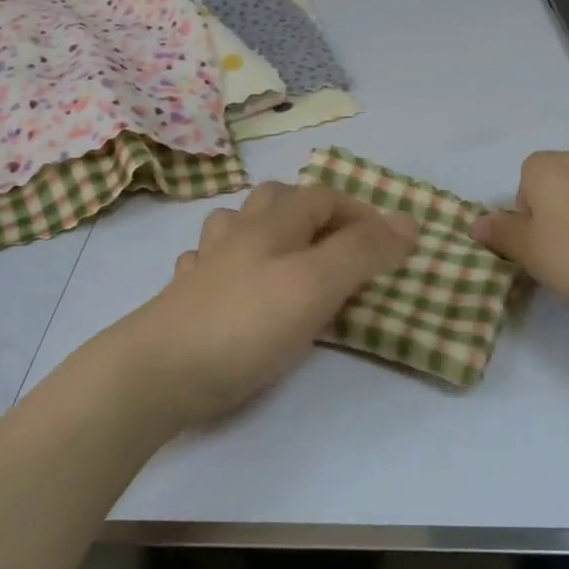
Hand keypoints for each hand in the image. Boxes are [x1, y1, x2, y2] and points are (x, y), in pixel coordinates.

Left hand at [108, 182, 418, 434]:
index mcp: (272, 224)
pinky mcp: (185, 300)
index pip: (322, 196)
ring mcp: (205, 265)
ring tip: (289, 259)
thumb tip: (409, 222)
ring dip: (267, 231)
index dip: (359, 213)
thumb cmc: (246, 323)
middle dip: (312, 213)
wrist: (159, 371)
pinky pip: (209, 265)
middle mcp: (237, 234)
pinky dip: (230, 266)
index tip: (387, 247)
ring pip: (237, 226)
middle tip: (339, 247)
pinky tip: (237, 287)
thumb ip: (363, 252)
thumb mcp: (316, 284)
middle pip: (275, 200)